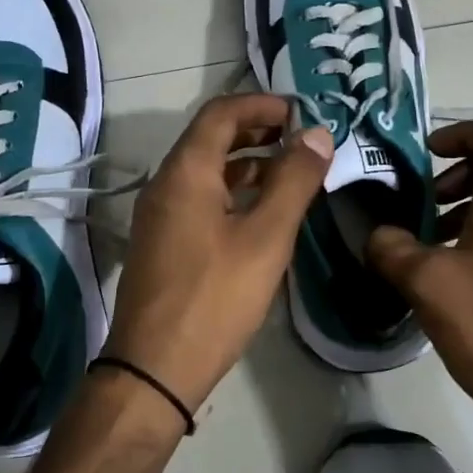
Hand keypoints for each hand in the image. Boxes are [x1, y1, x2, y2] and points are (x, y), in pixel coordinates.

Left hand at [105, 94, 333, 415]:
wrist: (154, 368)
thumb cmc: (215, 298)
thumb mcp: (266, 237)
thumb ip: (294, 181)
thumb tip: (317, 133)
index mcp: (186, 172)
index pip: (221, 113)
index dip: (262, 104)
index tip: (301, 112)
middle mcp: (166, 183)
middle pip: (211, 137)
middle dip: (256, 129)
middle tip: (301, 137)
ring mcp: (160, 214)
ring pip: (205, 169)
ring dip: (246, 161)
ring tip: (290, 170)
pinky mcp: (163, 241)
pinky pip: (200, 196)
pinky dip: (232, 189)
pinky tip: (261, 210)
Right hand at [366, 121, 472, 452]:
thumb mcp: (427, 283)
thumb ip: (392, 248)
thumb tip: (376, 235)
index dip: (464, 133)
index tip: (426, 154)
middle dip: (462, 166)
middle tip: (428, 191)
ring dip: (464, 202)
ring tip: (424, 232)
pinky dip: (471, 234)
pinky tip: (438, 271)